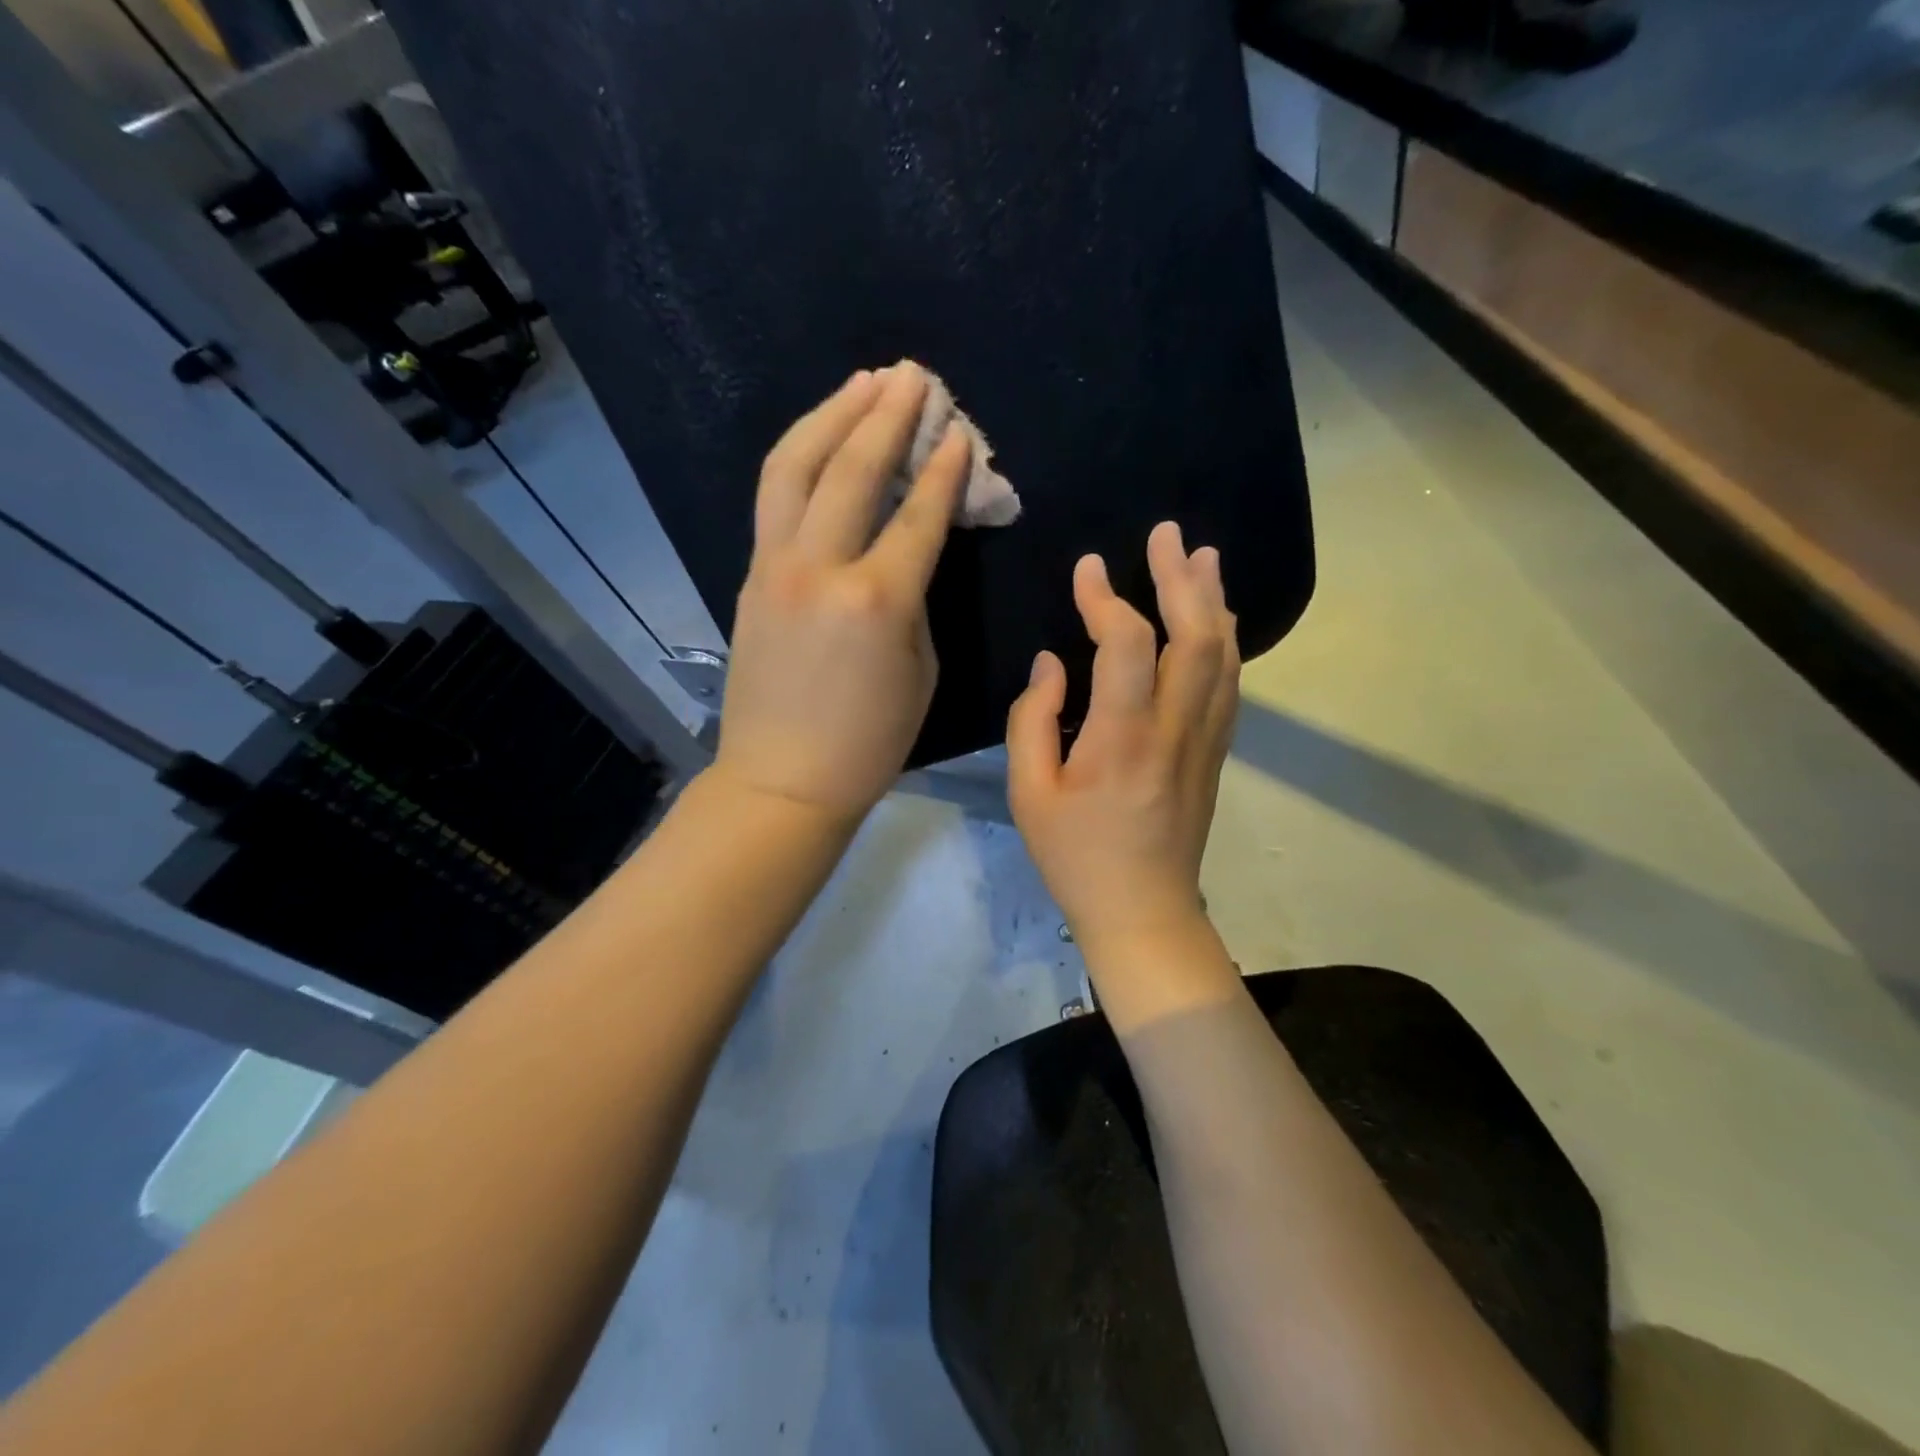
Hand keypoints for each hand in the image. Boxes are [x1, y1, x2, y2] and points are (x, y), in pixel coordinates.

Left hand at [713, 362, 969, 826]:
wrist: (782, 779)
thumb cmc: (868, 742)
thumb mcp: (920, 670)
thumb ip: (916, 598)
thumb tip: (907, 549)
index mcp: (877, 601)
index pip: (917, 514)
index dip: (944, 468)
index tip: (960, 430)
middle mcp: (821, 568)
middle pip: (852, 470)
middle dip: (887, 414)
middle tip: (913, 376)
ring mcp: (775, 567)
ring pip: (795, 467)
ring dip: (832, 414)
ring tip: (863, 382)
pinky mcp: (750, 575)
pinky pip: (774, 497)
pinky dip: (800, 455)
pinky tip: (821, 436)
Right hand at [1007, 522, 1239, 957]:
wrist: (1143, 910)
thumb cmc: (1076, 856)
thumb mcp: (1029, 793)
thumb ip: (1034, 720)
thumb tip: (1052, 663)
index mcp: (1122, 737)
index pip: (1126, 643)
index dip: (1106, 597)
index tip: (1087, 568)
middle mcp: (1175, 727)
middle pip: (1194, 635)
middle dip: (1180, 578)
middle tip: (1167, 534)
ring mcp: (1205, 738)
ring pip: (1223, 654)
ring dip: (1213, 600)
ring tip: (1202, 558)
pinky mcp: (1215, 752)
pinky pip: (1229, 682)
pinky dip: (1224, 640)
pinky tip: (1216, 619)